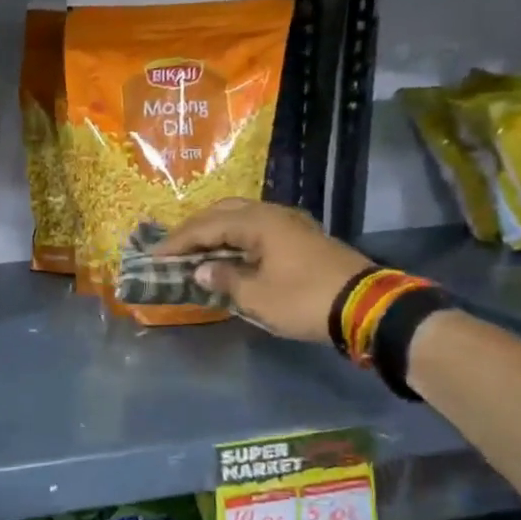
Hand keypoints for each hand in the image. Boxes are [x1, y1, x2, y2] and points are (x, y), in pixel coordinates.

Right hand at [156, 199, 374, 342]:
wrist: (366, 307)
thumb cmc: (305, 300)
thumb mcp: (257, 297)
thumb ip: (225, 279)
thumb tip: (201, 269)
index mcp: (258, 223)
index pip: (206, 226)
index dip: (177, 241)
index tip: (154, 255)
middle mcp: (273, 214)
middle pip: (223, 212)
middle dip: (194, 229)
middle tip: (172, 247)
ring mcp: (290, 224)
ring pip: (242, 217)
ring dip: (216, 230)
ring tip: (195, 248)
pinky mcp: (301, 238)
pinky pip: (257, 228)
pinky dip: (235, 237)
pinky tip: (228, 252)